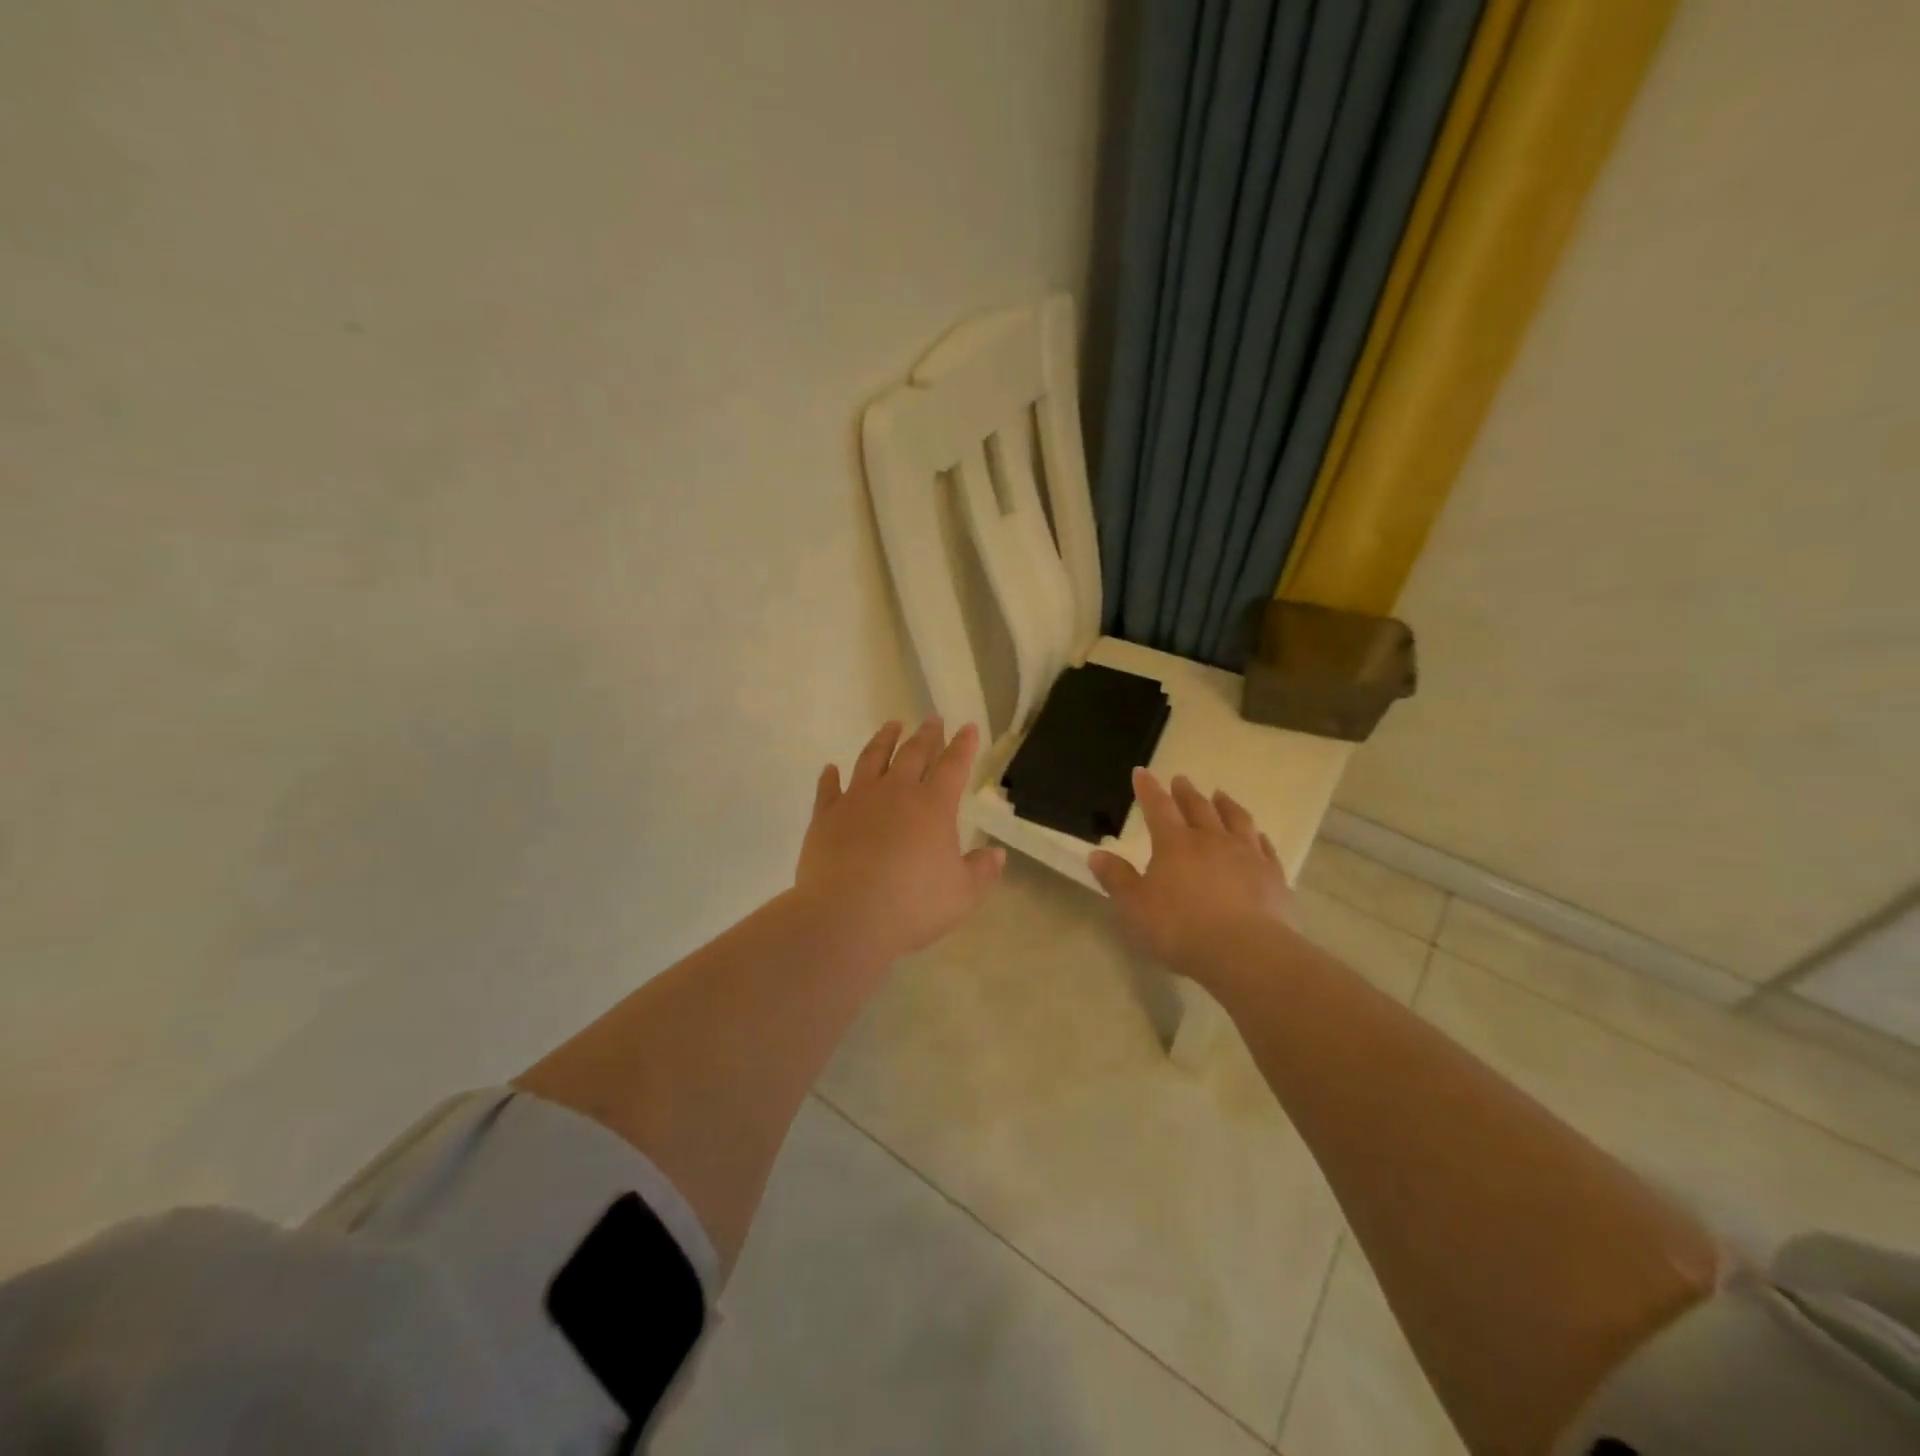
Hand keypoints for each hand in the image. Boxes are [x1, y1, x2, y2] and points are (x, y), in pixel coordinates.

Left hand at [795, 718, 1005, 962]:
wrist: (845, 917)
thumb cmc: (912, 906)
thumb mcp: (961, 895)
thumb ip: (981, 871)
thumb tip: (997, 854)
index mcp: (933, 806)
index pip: (953, 766)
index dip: (963, 745)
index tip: (968, 727)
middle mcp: (895, 793)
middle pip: (913, 754)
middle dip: (927, 735)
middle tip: (932, 720)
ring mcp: (856, 800)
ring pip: (872, 759)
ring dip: (883, 740)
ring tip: (891, 725)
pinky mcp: (825, 817)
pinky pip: (828, 789)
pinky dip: (830, 777)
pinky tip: (831, 769)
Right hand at [1088, 769, 1297, 986]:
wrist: (1245, 952)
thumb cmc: (1180, 928)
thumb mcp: (1134, 907)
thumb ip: (1116, 879)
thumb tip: (1097, 854)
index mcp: (1174, 844)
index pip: (1158, 807)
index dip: (1148, 789)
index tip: (1142, 772)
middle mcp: (1211, 840)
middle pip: (1198, 808)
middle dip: (1186, 792)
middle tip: (1181, 779)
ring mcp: (1247, 855)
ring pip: (1236, 820)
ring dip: (1226, 805)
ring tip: (1220, 795)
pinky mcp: (1273, 876)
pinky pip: (1265, 848)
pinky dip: (1259, 838)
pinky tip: (1259, 836)